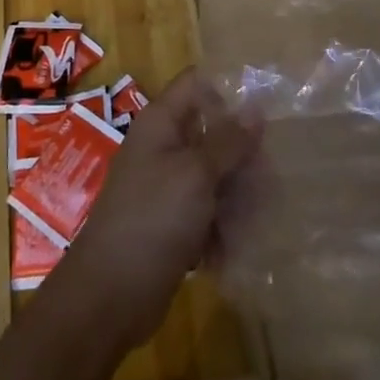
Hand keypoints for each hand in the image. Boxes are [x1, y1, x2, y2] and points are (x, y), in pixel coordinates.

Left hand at [53, 71, 260, 350]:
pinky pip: (207, 212)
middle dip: (243, 153)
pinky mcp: (172, 224)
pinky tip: (239, 245)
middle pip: (212, 132)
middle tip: (270, 175)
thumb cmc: (152, 219)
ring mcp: (166, 187)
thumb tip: (256, 106)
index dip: (229, 90)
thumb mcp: (196, 174)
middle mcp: (163, 148)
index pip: (197, 84)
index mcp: (161, 123)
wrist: (109, 295)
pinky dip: (223, 226)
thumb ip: (228, 141)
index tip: (267, 110)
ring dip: (238, 194)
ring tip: (261, 214)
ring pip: (214, 176)